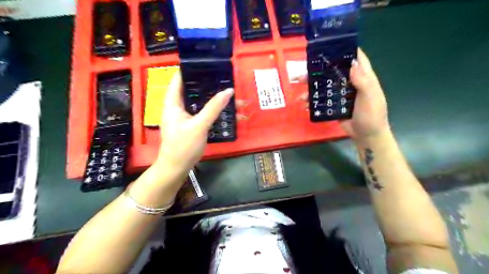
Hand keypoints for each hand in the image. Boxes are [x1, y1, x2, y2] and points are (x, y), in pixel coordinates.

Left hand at [156, 73, 232, 177]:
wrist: (177, 167)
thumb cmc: (183, 146)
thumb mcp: (199, 125)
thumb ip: (214, 107)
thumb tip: (228, 91)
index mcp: (173, 102)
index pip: (179, 78)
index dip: (192, 68)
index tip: (208, 62)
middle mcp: (178, 105)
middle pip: (193, 88)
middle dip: (208, 83)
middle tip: (224, 77)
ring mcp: (185, 115)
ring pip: (200, 101)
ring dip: (213, 97)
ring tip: (230, 92)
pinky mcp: (192, 123)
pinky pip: (203, 111)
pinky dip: (214, 109)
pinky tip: (226, 109)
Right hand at [298, 48, 389, 141]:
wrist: (367, 136)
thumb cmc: (372, 115)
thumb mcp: (370, 97)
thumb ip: (363, 81)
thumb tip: (352, 63)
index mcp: (363, 77)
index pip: (355, 58)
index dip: (344, 49)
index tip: (328, 45)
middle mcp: (351, 83)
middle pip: (334, 72)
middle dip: (319, 70)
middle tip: (303, 72)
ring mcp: (341, 94)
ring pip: (325, 86)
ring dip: (312, 87)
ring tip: (300, 91)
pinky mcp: (335, 105)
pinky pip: (323, 100)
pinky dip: (314, 101)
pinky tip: (305, 103)